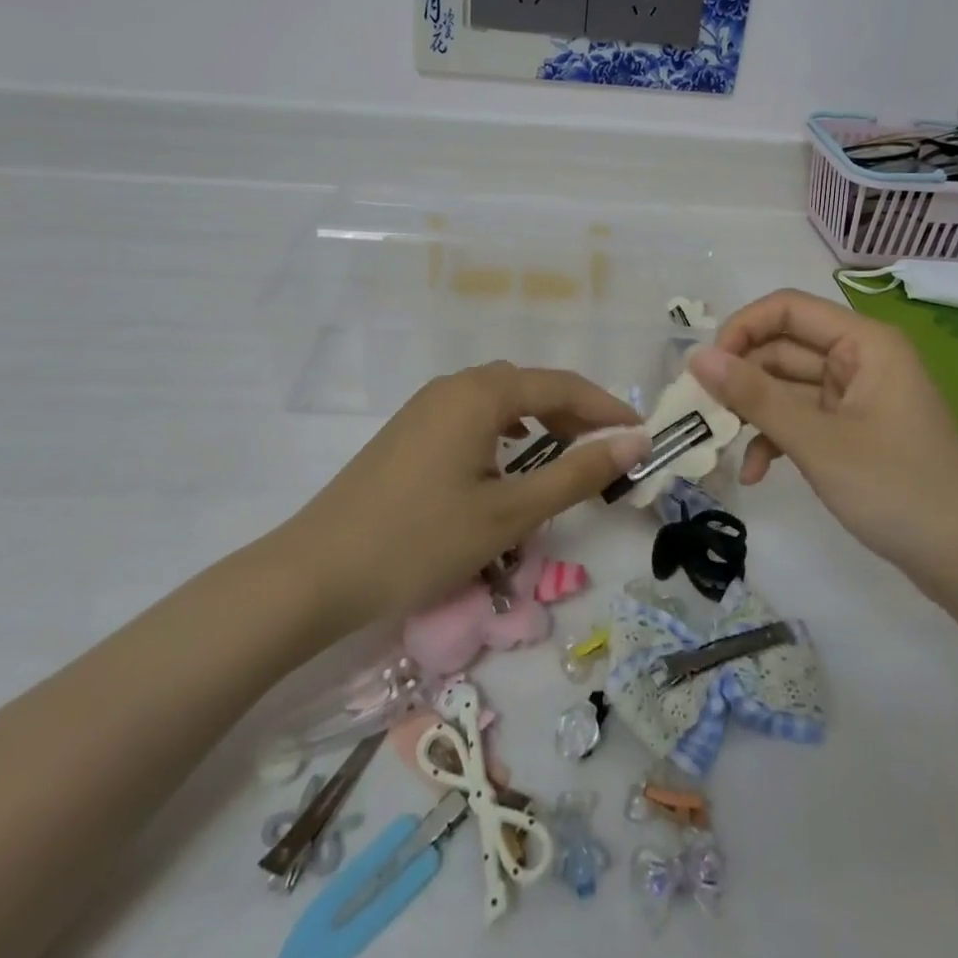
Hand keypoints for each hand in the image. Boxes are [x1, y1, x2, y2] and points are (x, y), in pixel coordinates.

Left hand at [280, 363, 648, 628]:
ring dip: (540, 418)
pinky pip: (472, 414)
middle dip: (575, 412)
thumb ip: (576, 474)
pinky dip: (506, 427)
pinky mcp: (409, 431)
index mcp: (480, 393)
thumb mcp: (509, 512)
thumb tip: (634, 443)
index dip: (606, 408)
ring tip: (567, 451)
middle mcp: (453, 385)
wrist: (316, 572)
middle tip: (608, 448)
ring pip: (499, 398)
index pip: (561, 385)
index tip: (641, 436)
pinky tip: (509, 456)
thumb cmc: (420, 540)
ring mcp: (425, 407)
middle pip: (529, 385)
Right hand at [687, 289, 957, 592]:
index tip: (707, 369)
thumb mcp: (817, 442)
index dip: (742, 329)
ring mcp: (858, 398)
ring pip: (788, 387)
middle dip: (742, 379)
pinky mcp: (855, 432)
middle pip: (784, 348)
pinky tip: (756, 473)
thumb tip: (696, 357)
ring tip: (720, 444)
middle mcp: (861, 359)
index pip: (787, 309)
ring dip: (755, 414)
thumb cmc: (898, 490)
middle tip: (702, 412)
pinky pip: (803, 419)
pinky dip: (777, 439)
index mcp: (864, 343)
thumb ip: (754, 396)